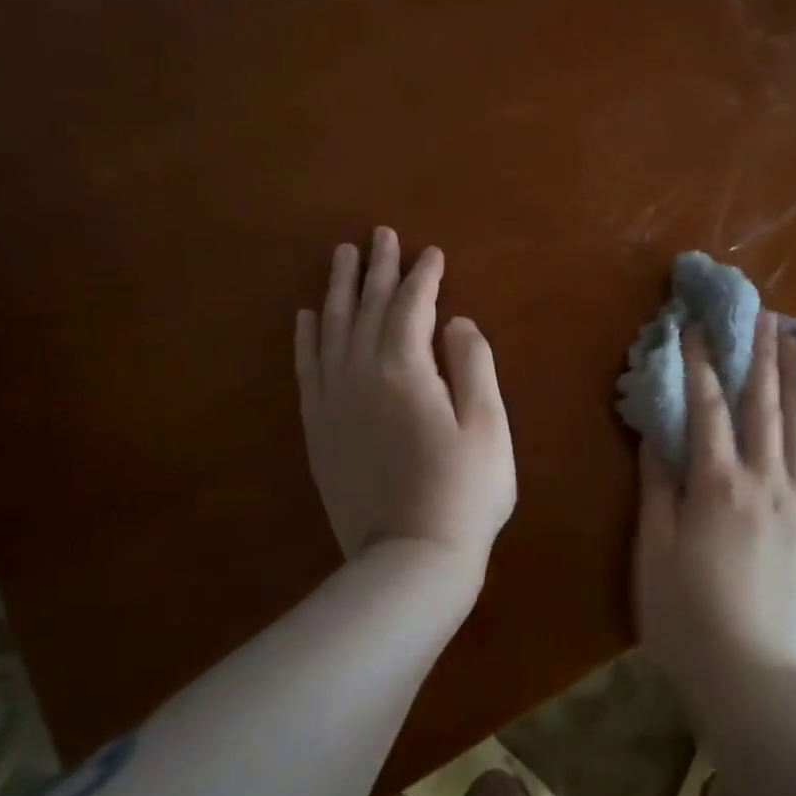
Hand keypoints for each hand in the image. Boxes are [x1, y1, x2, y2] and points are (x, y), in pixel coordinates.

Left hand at [295, 228, 515, 579]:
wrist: (408, 560)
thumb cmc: (464, 492)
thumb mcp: (488, 425)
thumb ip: (474, 365)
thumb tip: (457, 323)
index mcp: (405, 370)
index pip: (412, 307)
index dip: (423, 276)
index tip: (431, 252)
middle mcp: (359, 375)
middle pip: (367, 308)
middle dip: (377, 269)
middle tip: (380, 235)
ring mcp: (333, 403)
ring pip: (332, 330)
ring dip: (339, 290)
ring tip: (342, 257)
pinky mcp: (318, 430)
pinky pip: (307, 369)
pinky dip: (307, 337)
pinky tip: (308, 316)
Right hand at [634, 313, 795, 698]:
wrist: (756, 680)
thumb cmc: (688, 619)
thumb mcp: (653, 553)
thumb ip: (657, 488)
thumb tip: (657, 433)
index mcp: (716, 486)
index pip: (706, 409)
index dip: (700, 364)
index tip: (697, 327)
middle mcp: (766, 482)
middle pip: (762, 406)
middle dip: (759, 356)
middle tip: (763, 312)